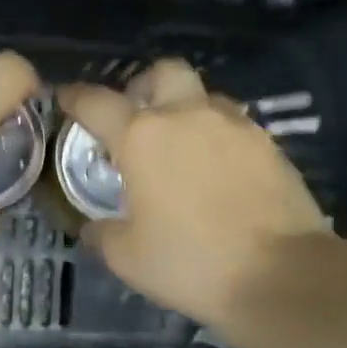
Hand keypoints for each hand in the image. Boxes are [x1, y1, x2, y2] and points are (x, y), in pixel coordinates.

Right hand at [56, 60, 334, 329]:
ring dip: (185, 110)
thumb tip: (94, 225)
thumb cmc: (191, 262)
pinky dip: (217, 136)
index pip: (97, 102)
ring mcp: (234, 125)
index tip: (65, 99)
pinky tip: (216, 169)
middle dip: (144, 86)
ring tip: (180, 147)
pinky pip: (234, 124)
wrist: (281, 275)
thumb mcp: (127, 257)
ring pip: (204, 96)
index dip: (75, 97)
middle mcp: (187, 116)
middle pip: (163, 72)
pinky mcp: (269, 144)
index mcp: (142, 136)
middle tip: (136, 117)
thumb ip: (102, 232)